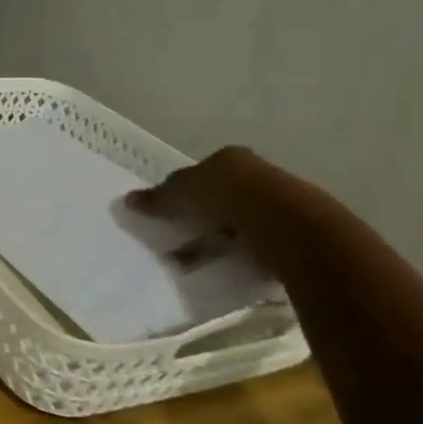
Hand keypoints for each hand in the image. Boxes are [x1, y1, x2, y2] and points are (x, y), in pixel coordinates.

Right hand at [125, 146, 327, 274]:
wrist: (287, 225)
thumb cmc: (226, 198)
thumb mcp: (181, 195)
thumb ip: (158, 198)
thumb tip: (129, 199)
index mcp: (227, 157)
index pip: (196, 174)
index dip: (178, 193)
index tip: (166, 215)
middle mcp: (255, 172)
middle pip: (218, 196)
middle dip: (198, 218)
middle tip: (179, 240)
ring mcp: (278, 200)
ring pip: (238, 219)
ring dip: (219, 238)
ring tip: (199, 261)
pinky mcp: (293, 229)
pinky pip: (257, 240)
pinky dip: (242, 252)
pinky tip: (229, 265)